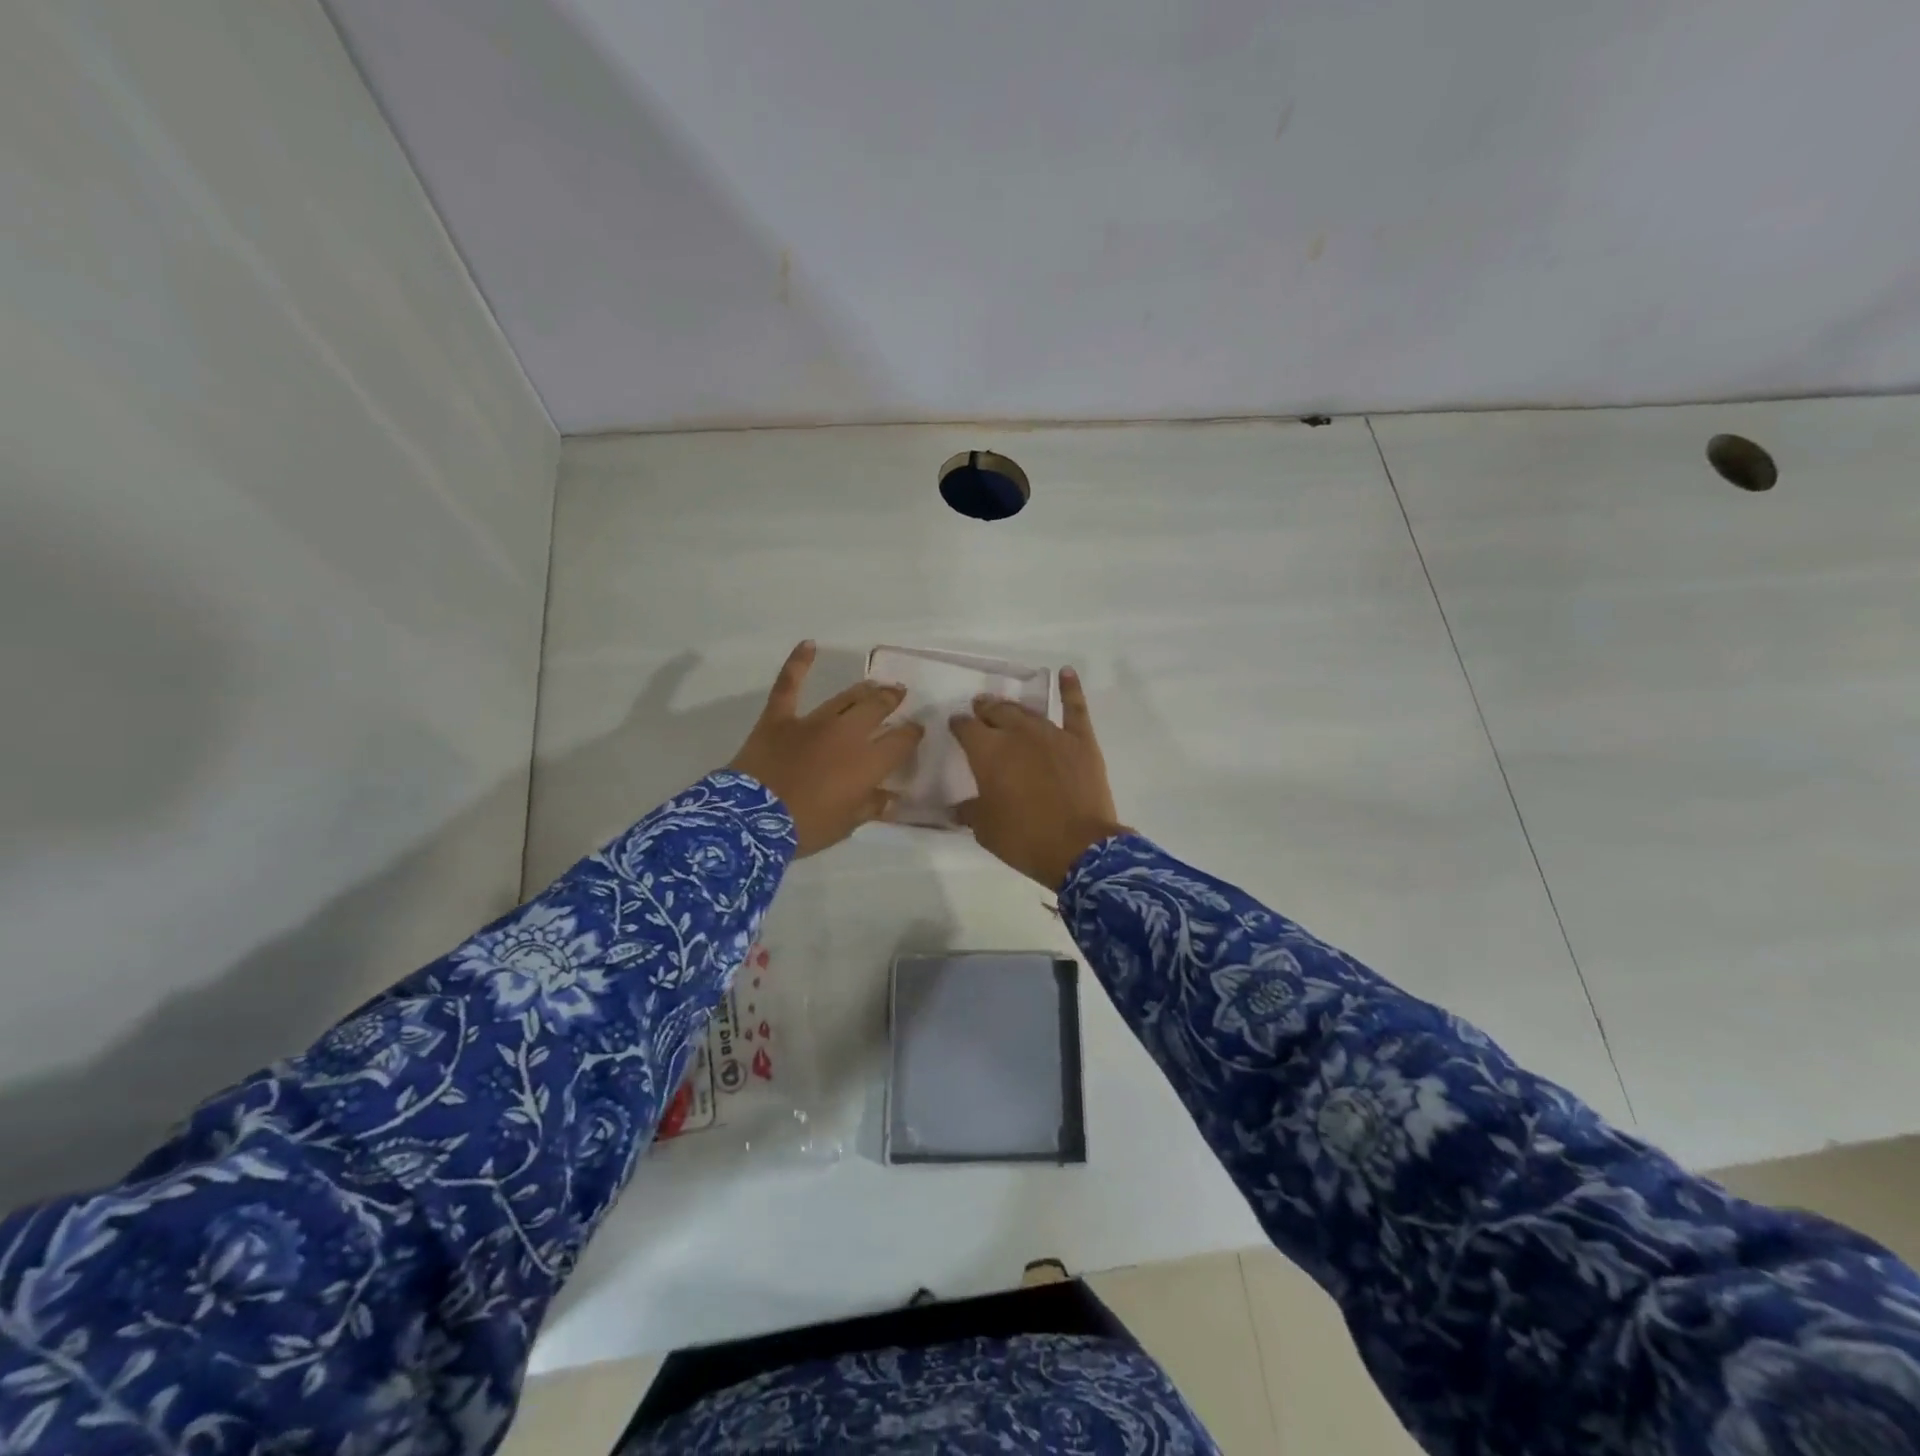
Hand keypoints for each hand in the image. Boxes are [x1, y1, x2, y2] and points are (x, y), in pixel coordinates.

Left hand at [727, 641, 924, 856]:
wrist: (752, 819)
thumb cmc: (805, 827)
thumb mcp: (845, 825)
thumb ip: (871, 808)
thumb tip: (891, 799)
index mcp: (867, 763)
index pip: (900, 741)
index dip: (912, 734)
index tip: (917, 730)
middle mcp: (847, 734)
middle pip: (877, 709)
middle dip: (891, 700)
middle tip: (899, 694)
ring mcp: (812, 721)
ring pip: (845, 697)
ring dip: (864, 689)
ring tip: (875, 684)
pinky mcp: (780, 717)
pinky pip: (789, 684)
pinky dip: (798, 663)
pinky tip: (809, 644)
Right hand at [950, 667, 1128, 888]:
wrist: (1078, 848)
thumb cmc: (1024, 839)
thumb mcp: (986, 829)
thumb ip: (970, 812)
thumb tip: (956, 808)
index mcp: (988, 752)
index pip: (966, 728)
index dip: (959, 725)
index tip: (956, 725)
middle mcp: (1017, 734)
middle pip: (996, 712)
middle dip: (984, 710)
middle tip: (980, 709)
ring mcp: (1052, 733)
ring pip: (1027, 711)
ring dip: (1013, 707)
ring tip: (1005, 705)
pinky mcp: (1081, 740)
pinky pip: (1074, 708)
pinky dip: (1070, 688)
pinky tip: (1066, 672)